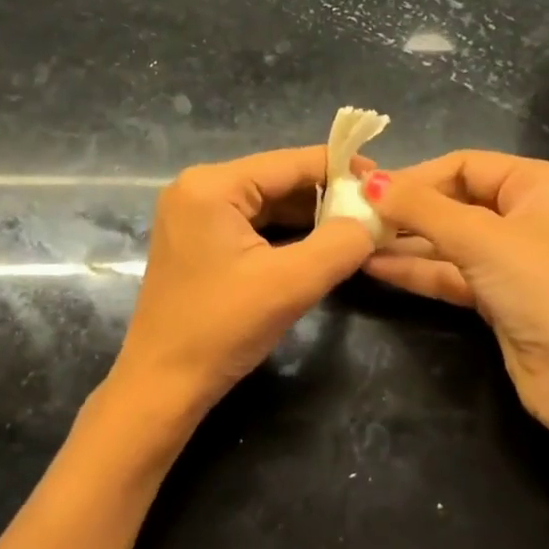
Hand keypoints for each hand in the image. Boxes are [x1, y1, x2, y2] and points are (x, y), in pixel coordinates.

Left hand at [109, 146, 375, 429]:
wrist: (163, 385)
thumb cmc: (221, 328)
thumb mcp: (290, 284)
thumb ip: (341, 243)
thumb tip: (376, 218)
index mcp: (212, 185)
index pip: (290, 162)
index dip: (342, 168)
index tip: (384, 182)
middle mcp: (198, 188)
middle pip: (278, 180)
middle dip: (328, 197)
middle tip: (376, 213)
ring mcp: (194, 215)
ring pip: (268, 204)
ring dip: (311, 218)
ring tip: (358, 229)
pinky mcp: (198, 241)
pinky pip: (253, 225)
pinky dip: (287, 235)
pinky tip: (321, 247)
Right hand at [361, 152, 548, 475]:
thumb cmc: (539, 288)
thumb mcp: (479, 239)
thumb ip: (420, 208)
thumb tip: (368, 180)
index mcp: (538, 184)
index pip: (464, 165)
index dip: (415, 176)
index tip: (367, 189)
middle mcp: (527, 213)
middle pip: (455, 201)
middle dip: (407, 211)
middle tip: (355, 215)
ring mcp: (512, 257)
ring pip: (449, 240)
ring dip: (405, 242)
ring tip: (354, 240)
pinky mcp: (497, 295)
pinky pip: (451, 271)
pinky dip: (417, 270)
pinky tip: (374, 267)